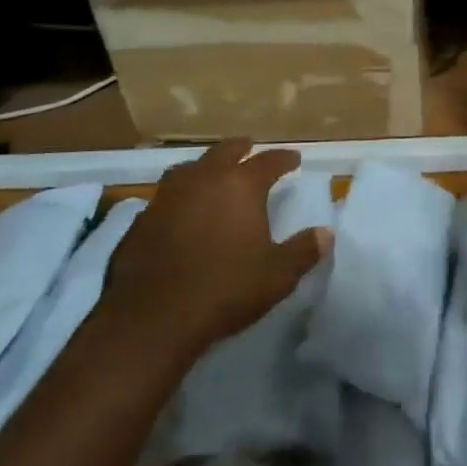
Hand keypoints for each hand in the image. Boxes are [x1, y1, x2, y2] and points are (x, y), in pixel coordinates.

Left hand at [104, 140, 331, 359]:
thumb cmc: (225, 288)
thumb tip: (326, 233)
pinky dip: (180, 197)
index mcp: (240, 186)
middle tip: (250, 147)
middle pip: (224, 152)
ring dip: (204, 167)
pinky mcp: (140, 221)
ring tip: (212, 173)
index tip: (294, 158)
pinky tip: (181, 212)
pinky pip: (165, 197)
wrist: (152, 317)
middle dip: (240, 148)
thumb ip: (303, 250)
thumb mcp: (277, 275)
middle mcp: (202, 180)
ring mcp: (166, 198)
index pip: (268, 161)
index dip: (283, 159)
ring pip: (189, 168)